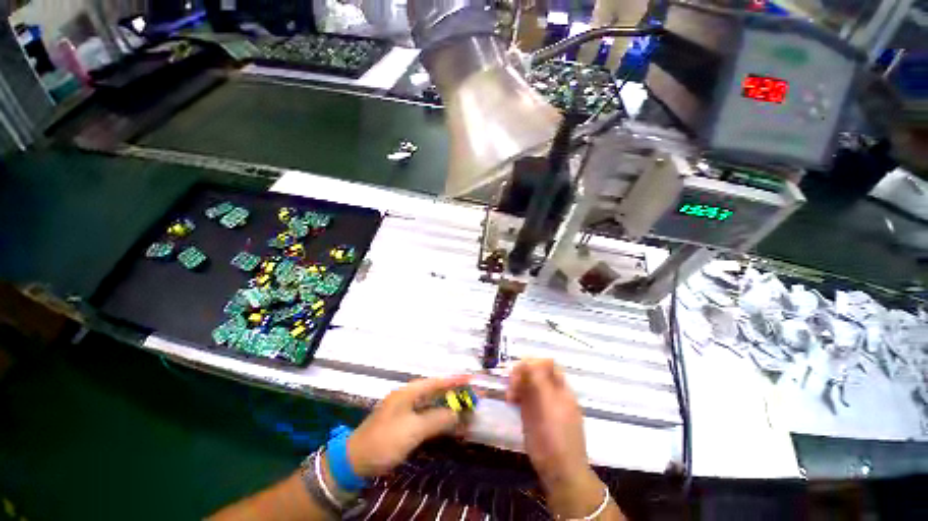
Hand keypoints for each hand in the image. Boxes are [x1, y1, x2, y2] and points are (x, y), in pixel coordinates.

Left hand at [347, 375, 470, 478]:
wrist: (355, 460)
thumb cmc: (385, 440)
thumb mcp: (413, 429)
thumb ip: (436, 419)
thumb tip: (456, 414)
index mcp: (409, 392)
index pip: (436, 382)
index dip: (453, 380)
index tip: (470, 378)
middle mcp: (408, 397)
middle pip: (435, 392)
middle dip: (453, 394)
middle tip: (471, 396)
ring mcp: (405, 410)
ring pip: (431, 405)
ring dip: (447, 408)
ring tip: (464, 409)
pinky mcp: (404, 423)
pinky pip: (426, 417)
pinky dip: (438, 419)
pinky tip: (448, 424)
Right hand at [508, 359, 616, 518]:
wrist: (560, 471)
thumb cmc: (555, 437)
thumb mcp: (547, 404)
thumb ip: (539, 380)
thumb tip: (529, 361)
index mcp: (560, 389)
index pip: (547, 364)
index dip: (533, 362)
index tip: (519, 370)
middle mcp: (552, 393)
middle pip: (536, 372)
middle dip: (522, 373)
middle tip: (511, 382)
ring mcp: (543, 404)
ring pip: (529, 384)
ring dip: (517, 383)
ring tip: (510, 394)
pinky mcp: (534, 415)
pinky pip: (525, 397)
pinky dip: (517, 394)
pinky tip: (511, 401)